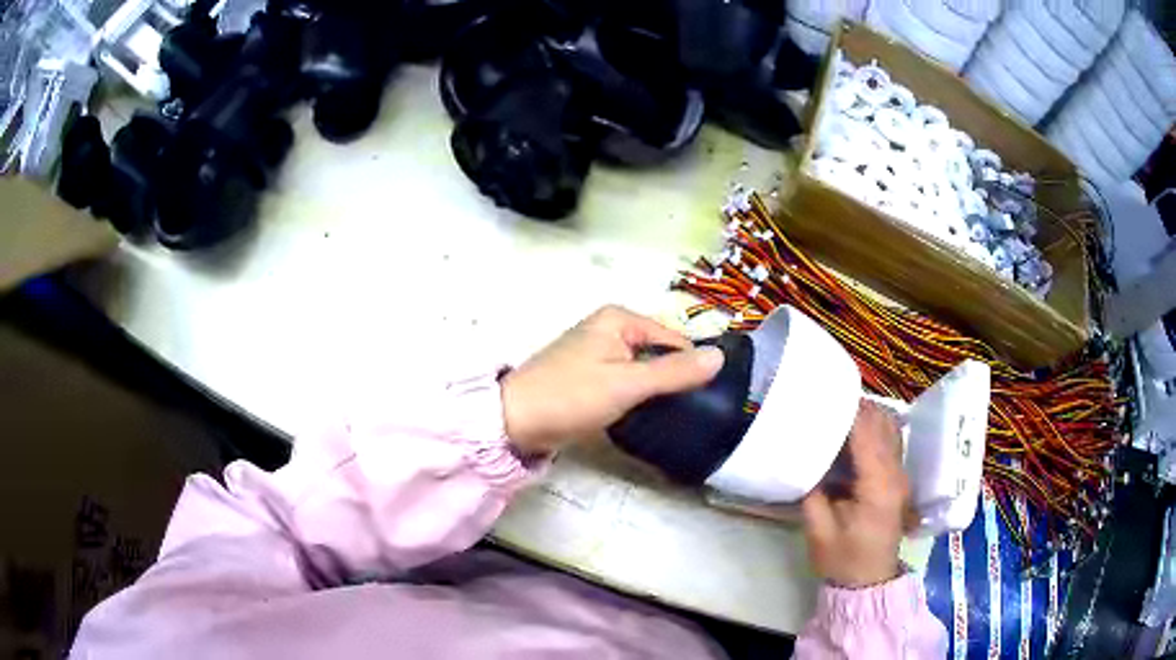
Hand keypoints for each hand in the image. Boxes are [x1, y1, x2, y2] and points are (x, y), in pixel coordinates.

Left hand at [501, 305, 724, 454]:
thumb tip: (720, 356)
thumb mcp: (628, 384)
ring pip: (643, 369)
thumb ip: (674, 372)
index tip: (707, 398)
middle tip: (689, 412)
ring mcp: (597, 352)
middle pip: (658, 353)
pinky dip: (637, 396)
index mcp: (619, 318)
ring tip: (673, 417)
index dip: (691, 366)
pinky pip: (626, 381)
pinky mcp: (590, 376)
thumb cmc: (572, 396)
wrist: (516, 422)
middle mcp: (609, 328)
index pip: (673, 339)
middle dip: (673, 379)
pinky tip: (645, 415)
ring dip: (655, 390)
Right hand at [801, 400, 909, 588]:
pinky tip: (852, 430)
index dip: (845, 410)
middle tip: (824, 400)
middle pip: (882, 422)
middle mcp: (896, 473)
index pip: (866, 433)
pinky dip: (873, 426)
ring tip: (836, 410)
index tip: (821, 395)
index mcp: (878, 485)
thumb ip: (812, 489)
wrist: (868, 581)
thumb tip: (802, 454)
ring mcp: (901, 474)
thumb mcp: (818, 529)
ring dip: (866, 413)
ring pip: (890, 426)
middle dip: (855, 406)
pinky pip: (889, 439)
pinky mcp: (898, 477)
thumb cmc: (842, 559)